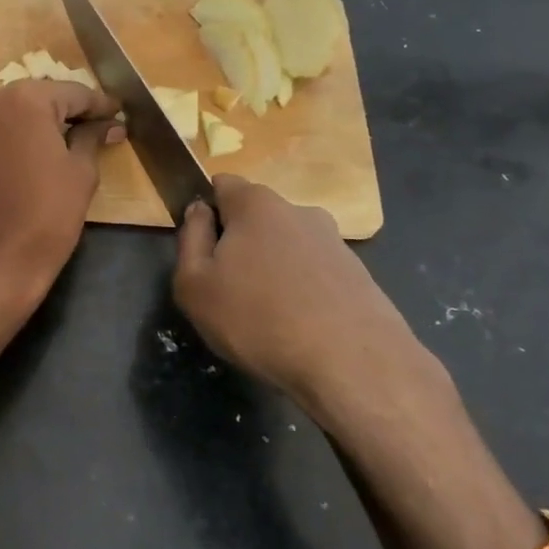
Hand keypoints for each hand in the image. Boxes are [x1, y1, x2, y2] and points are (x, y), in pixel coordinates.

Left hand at [0, 79, 121, 310]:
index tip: (119, 113)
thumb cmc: (46, 216)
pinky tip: (42, 148)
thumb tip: (109, 125)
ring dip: (43, 120)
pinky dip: (20, 133)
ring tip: (74, 137)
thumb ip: (92, 138)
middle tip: (100, 125)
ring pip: (17, 109)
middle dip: (70, 110)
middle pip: (42, 96)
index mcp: (25, 99)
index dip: (99, 105)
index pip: (73, 93)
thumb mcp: (80, 173)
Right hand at [173, 175, 454, 440]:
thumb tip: (199, 211)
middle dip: (239, 244)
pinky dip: (301, 291)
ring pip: (286, 247)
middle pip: (255, 217)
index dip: (206, 211)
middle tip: (228, 290)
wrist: (352, 364)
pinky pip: (314, 273)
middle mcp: (299, 210)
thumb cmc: (257, 318)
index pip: (221, 184)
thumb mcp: (194, 285)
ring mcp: (334, 241)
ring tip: (265, 316)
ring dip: (272, 269)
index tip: (201, 250)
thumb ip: (190, 238)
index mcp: (256, 203)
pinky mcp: (358, 274)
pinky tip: (298, 327)